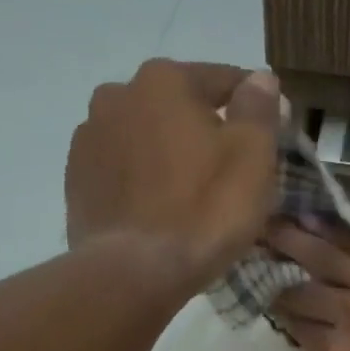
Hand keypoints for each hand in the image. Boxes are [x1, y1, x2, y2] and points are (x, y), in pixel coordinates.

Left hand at [65, 60, 279, 289]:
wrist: (134, 272)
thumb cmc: (205, 209)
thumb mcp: (252, 155)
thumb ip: (258, 108)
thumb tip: (261, 79)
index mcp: (164, 80)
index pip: (224, 79)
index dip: (255, 106)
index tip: (272, 134)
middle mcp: (118, 95)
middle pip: (180, 105)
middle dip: (207, 127)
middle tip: (233, 168)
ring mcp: (90, 137)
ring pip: (148, 135)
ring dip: (171, 150)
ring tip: (194, 191)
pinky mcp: (77, 178)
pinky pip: (124, 167)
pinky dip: (145, 177)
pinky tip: (161, 207)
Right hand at [266, 222, 349, 350]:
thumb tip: (324, 340)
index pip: (296, 325)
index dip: (278, 309)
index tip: (266, 292)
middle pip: (300, 288)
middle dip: (273, 269)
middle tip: (253, 248)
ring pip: (325, 255)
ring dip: (293, 238)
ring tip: (270, 222)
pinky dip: (336, 230)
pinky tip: (316, 218)